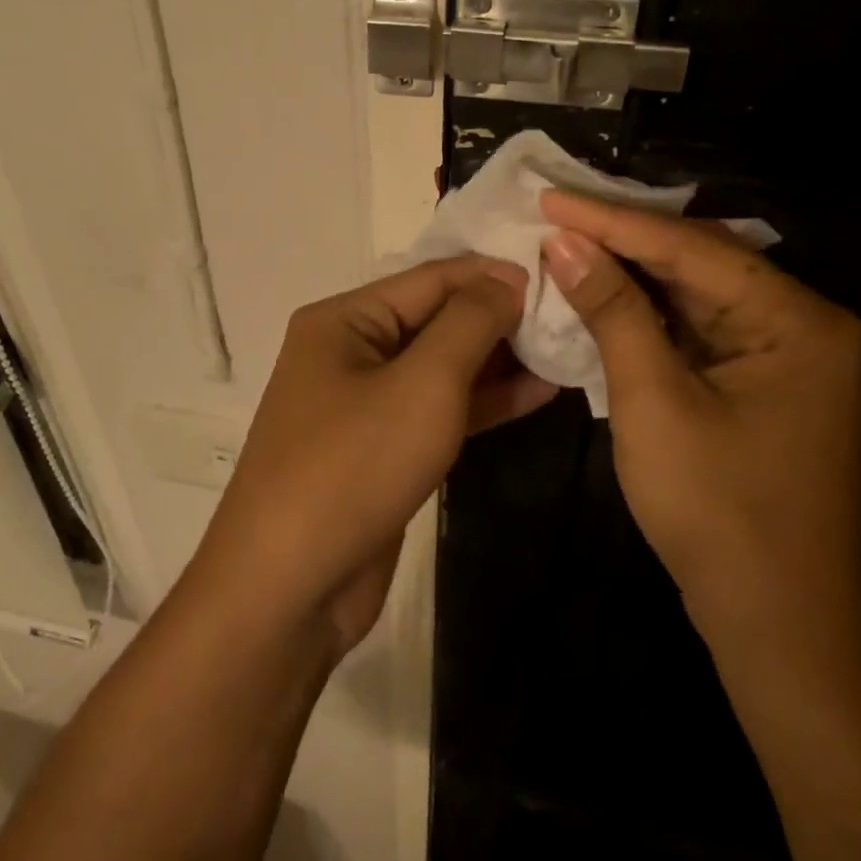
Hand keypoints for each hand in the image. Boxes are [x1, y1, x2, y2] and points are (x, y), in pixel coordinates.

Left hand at [195, 257, 556, 656]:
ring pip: (441, 368)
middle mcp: (349, 352)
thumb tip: (507, 277)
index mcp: (343, 320)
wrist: (290, 588)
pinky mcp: (382, 450)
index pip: (429, 278)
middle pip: (435, 320)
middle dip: (499, 317)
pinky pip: (438, 411)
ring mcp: (364, 404)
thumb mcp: (422, 383)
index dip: (492, 273)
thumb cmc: (354, 466)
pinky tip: (539, 393)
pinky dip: (484, 403)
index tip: (556, 272)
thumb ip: (470, 323)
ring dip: (499, 361)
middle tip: (570, 312)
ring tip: (566, 348)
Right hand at [540, 191, 860, 659]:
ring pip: (696, 294)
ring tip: (568, 240)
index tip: (550, 197)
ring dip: (632, 274)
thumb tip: (566, 243)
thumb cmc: (716, 511)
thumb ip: (613, 312)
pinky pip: (698, 330)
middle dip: (624, 239)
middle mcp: (801, 324)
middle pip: (699, 262)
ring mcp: (784, 356)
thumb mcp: (654, 401)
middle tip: (555, 212)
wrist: (774, 623)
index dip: (613, 221)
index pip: (690, 248)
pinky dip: (648, 315)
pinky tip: (603, 293)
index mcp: (796, 319)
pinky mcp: (761, 383)